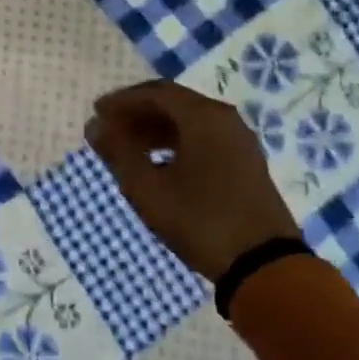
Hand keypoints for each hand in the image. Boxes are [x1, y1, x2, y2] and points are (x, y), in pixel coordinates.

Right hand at [86, 81, 299, 282]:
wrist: (263, 266)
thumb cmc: (199, 220)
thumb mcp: (147, 188)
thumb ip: (118, 152)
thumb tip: (95, 126)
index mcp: (203, 117)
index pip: (155, 93)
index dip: (122, 101)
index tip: (97, 113)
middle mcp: (225, 120)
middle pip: (174, 103)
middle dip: (138, 113)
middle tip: (108, 129)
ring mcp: (240, 142)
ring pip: (190, 122)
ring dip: (155, 129)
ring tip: (127, 147)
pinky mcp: (246, 163)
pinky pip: (204, 138)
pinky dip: (176, 142)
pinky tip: (158, 163)